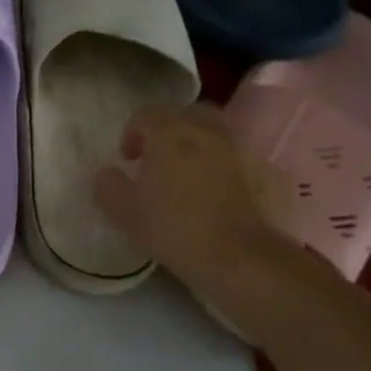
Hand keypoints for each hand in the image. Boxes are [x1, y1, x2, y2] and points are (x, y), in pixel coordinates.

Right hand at [92, 103, 291, 299]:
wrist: (240, 258)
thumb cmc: (174, 228)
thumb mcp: (124, 212)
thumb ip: (108, 186)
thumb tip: (107, 174)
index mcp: (169, 135)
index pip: (147, 115)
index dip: (133, 132)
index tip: (128, 159)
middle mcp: (205, 133)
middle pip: (187, 113)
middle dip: (171, 128)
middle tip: (159, 156)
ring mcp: (238, 152)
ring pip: (216, 132)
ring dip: (199, 144)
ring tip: (188, 174)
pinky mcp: (263, 174)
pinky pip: (237, 158)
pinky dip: (224, 166)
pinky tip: (215, 192)